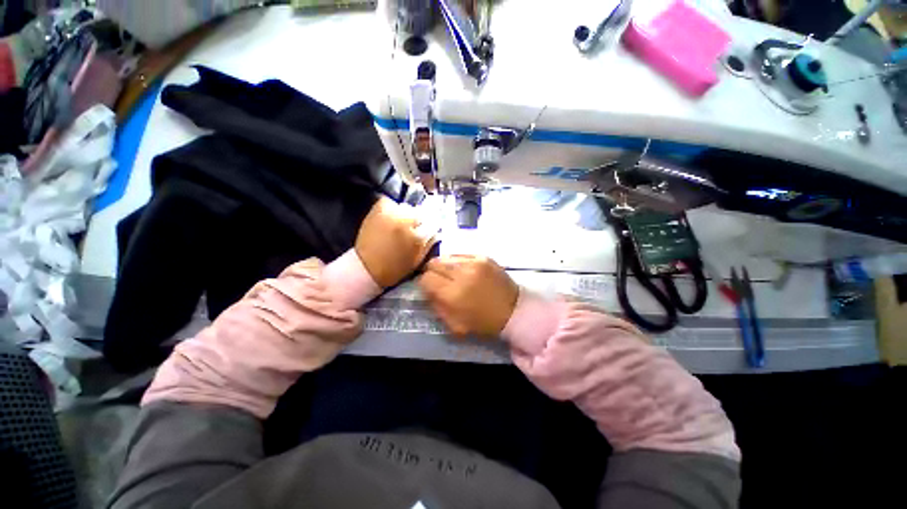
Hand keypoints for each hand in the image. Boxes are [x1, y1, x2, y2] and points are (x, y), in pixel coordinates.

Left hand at [355, 197, 436, 287]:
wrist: (366, 268)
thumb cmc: (395, 268)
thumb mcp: (418, 260)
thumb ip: (429, 243)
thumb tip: (437, 231)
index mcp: (418, 237)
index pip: (434, 223)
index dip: (432, 227)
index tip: (430, 230)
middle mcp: (407, 221)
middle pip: (422, 213)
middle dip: (420, 221)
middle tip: (414, 229)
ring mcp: (392, 213)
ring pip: (407, 207)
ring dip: (407, 214)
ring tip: (400, 224)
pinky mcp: (378, 209)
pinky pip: (391, 202)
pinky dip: (392, 208)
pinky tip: (390, 218)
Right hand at [418, 255, 518, 337]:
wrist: (513, 310)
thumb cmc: (483, 322)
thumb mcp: (455, 325)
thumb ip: (436, 306)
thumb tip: (427, 291)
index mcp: (453, 294)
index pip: (426, 279)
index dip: (424, 284)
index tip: (430, 288)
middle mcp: (461, 274)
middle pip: (433, 263)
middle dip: (432, 272)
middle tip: (439, 280)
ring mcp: (474, 262)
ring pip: (445, 256)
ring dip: (444, 266)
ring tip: (451, 275)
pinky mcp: (483, 256)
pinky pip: (460, 254)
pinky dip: (457, 261)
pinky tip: (462, 270)